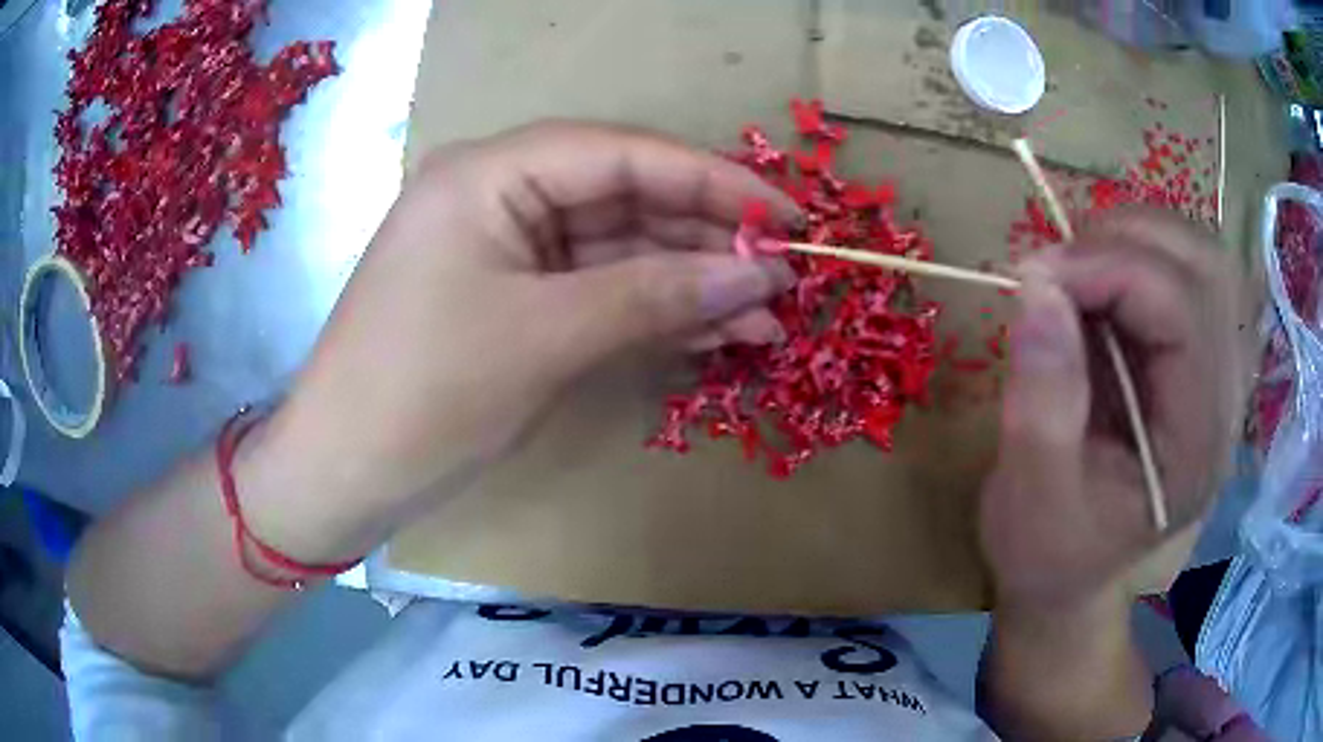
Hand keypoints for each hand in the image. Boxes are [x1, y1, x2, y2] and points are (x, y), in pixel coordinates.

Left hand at [248, 122, 799, 559]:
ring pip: (618, 250)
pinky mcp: (513, 301)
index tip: (787, 217)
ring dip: (689, 283)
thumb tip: (758, 274)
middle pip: (625, 199)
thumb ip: (655, 295)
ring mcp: (506, 251)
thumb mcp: (543, 337)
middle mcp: (499, 195)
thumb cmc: (423, 394)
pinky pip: (596, 291)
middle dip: (707, 240)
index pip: (622, 154)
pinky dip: (652, 311)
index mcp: (489, 173)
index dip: (712, 181)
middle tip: (783, 278)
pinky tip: (712, 332)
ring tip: (763, 318)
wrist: (344, 472)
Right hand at [981, 207, 1248, 612]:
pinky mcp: (1199, 357)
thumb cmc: (1048, 553)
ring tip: (1076, 272)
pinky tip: (1099, 286)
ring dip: (1133, 240)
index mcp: (1197, 446)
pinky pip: (1185, 272)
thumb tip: (1037, 287)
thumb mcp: (1030, 500)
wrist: (1070, 576)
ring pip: (1200, 257)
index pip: (1186, 312)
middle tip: (1056, 267)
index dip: (1113, 270)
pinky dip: (1136, 255)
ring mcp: (1218, 373)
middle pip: (1206, 269)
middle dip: (1126, 241)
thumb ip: (1041, 403)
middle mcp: (1225, 400)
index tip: (1035, 275)